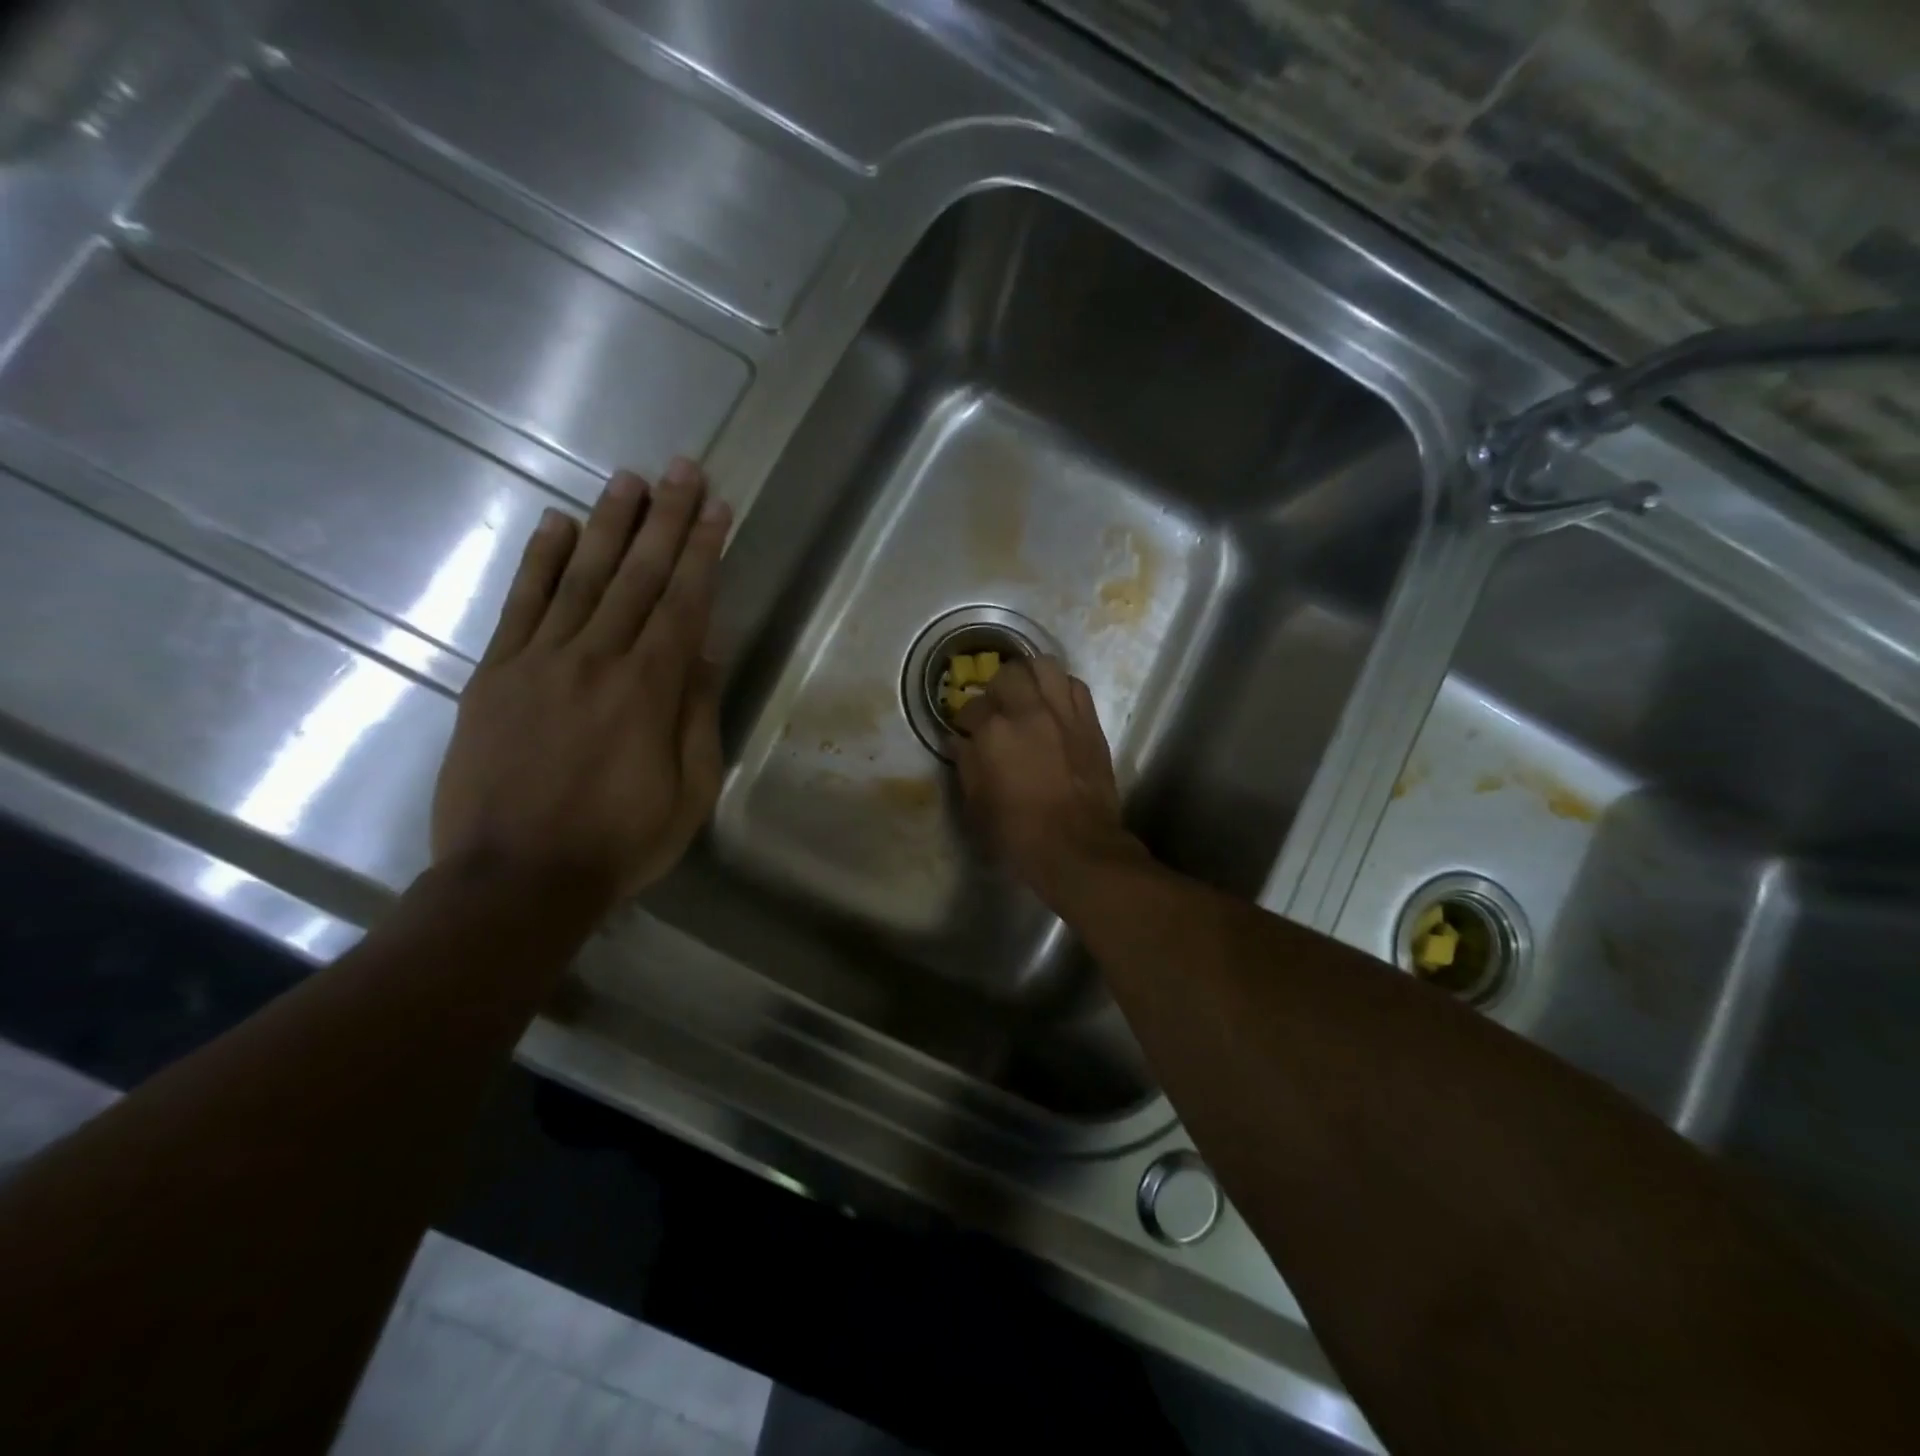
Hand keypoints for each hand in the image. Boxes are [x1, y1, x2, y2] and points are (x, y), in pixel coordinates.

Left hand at [431, 459, 730, 911]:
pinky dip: (539, 562)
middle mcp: (597, 660)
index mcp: (650, 691)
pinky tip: (555, 524)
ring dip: (608, 525)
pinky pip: (520, 606)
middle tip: (682, 469)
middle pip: (637, 576)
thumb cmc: (619, 844)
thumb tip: (705, 652)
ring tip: (629, 479)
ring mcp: (539, 662)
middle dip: (665, 519)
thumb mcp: (689, 793)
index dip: (702, 551)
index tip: (716, 508)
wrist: (515, 880)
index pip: (684, 603)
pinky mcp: (494, 676)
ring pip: (581, 578)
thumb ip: (697, 716)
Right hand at [952, 656, 1143, 904]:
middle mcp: (1029, 712)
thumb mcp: (977, 804)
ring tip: (1027, 695)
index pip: (972, 707)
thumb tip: (959, 741)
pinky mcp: (1090, 722)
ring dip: (1031, 676)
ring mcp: (1063, 713)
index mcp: (994, 732)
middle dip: (997, 687)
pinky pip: (1075, 685)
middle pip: (1009, 673)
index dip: (966, 719)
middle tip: (997, 708)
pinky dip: (1061, 688)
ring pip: (1045, 665)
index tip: (967, 730)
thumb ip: (967, 764)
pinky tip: (1055, 706)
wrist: (1077, 847)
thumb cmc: (1018, 833)